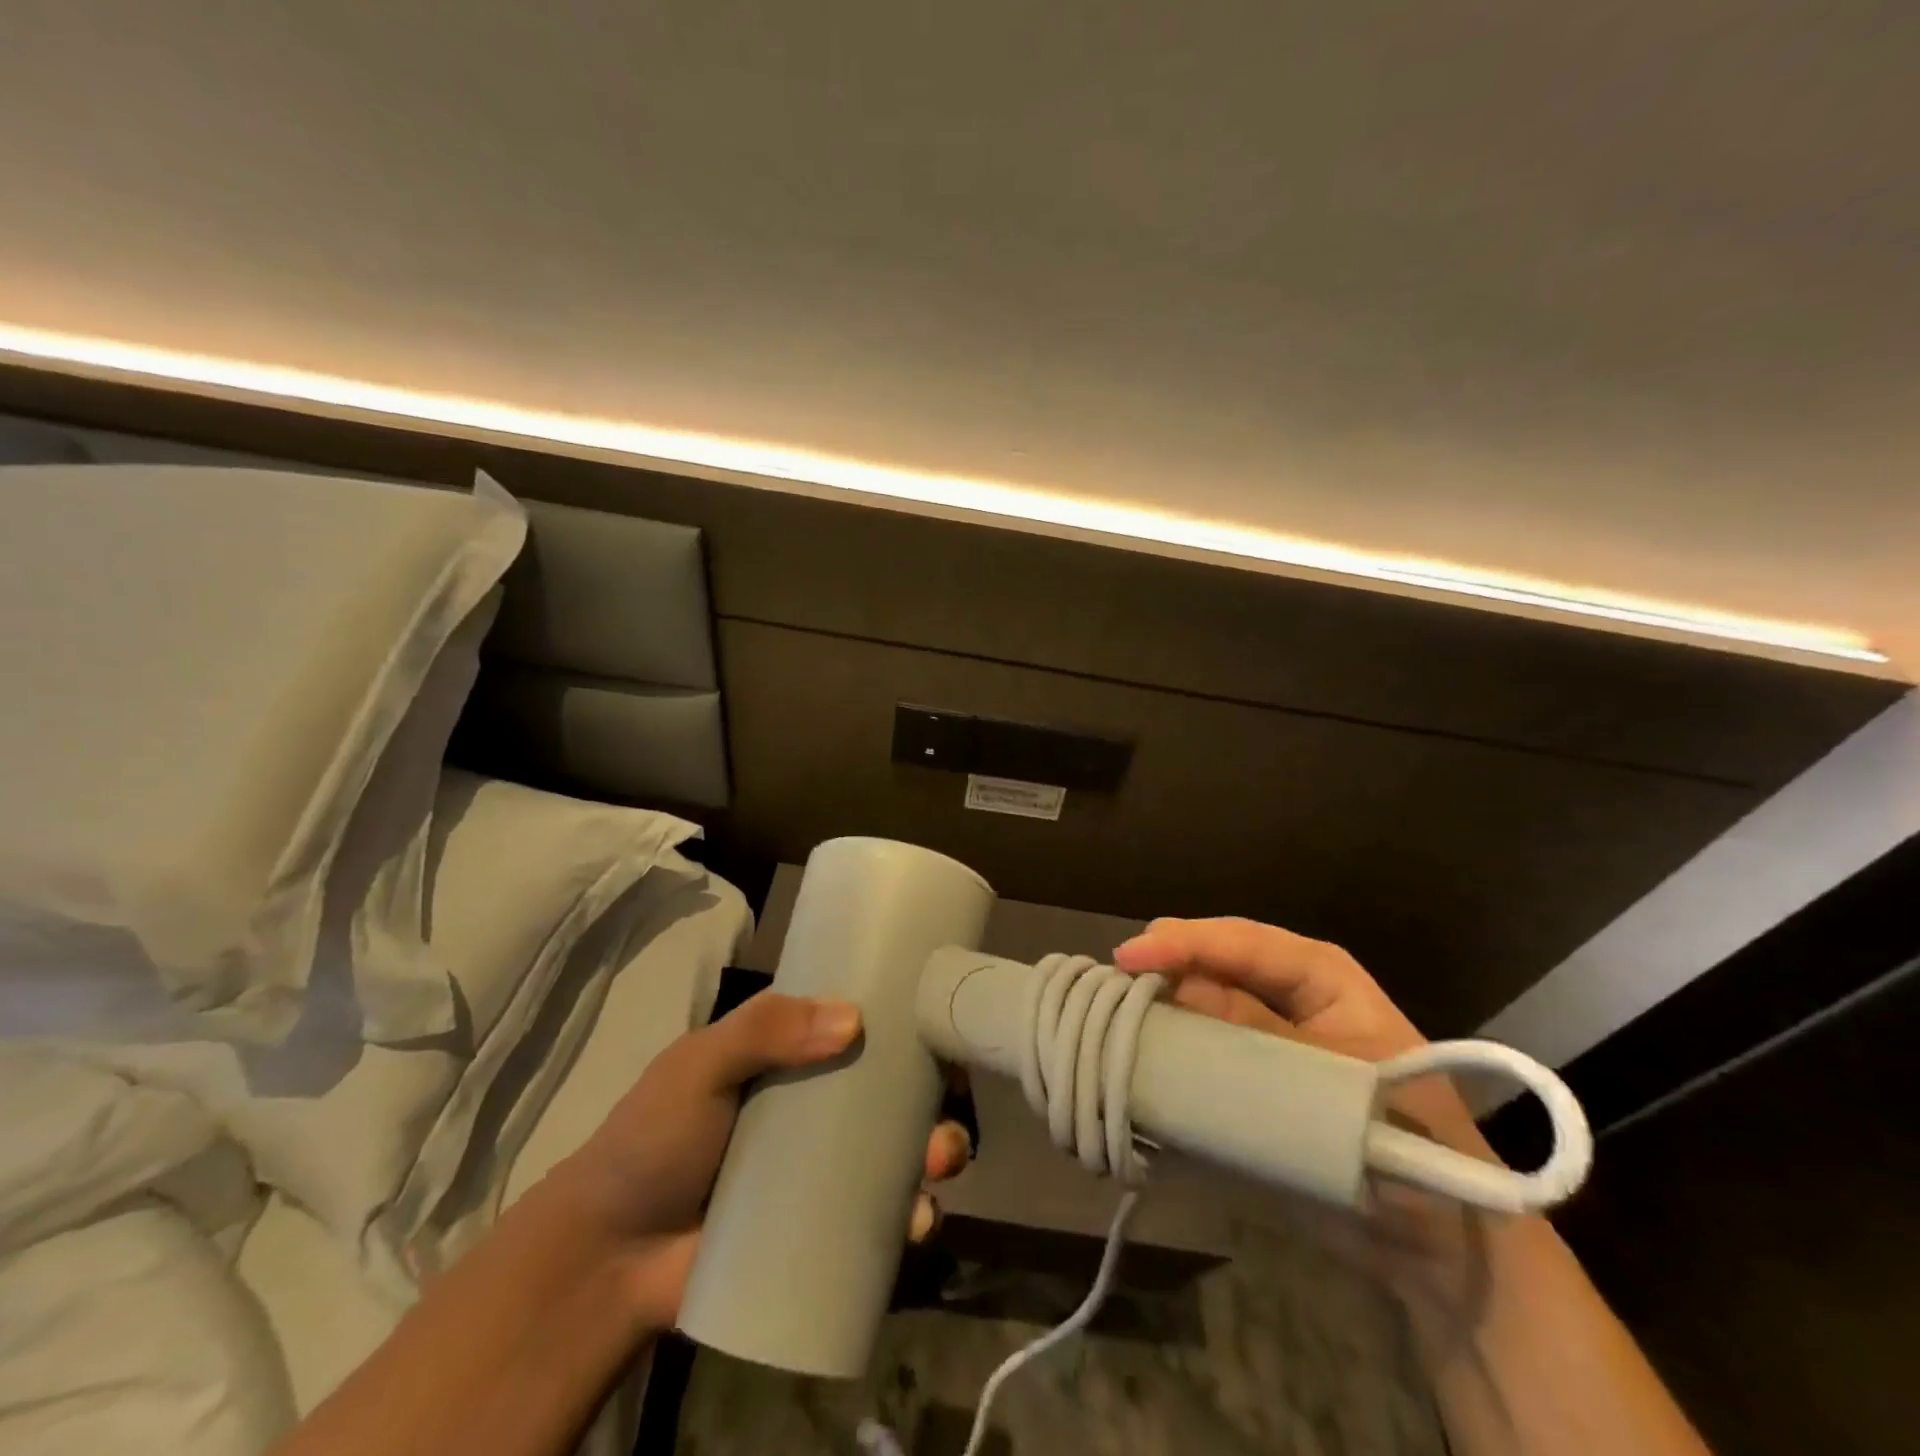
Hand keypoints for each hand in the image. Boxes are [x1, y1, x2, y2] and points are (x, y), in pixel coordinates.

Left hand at [554, 992, 971, 1334]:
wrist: (608, 1257)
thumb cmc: (653, 1139)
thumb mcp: (699, 1064)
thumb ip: (763, 1029)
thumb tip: (854, 1021)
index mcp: (794, 1054)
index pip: (861, 1023)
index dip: (904, 1017)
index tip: (942, 1015)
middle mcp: (819, 1105)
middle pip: (893, 1089)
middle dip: (934, 1092)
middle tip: (949, 1098)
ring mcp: (825, 1169)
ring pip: (899, 1150)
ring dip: (936, 1151)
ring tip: (941, 1161)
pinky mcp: (824, 1228)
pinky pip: (881, 1219)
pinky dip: (912, 1217)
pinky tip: (921, 1220)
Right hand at [1112, 917, 1503, 1315]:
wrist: (1437, 1235)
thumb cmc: (1402, 1141)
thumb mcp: (1331, 1082)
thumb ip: (1256, 1034)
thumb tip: (1178, 989)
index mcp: (1320, 975)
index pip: (1242, 941)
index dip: (1183, 942)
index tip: (1128, 957)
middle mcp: (1287, 989)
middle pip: (1214, 957)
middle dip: (1165, 962)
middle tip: (1114, 981)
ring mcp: (1267, 1027)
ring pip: (1202, 993)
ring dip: (1161, 998)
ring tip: (1114, 1007)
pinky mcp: (1253, 1065)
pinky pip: (1203, 1037)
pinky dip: (1170, 1037)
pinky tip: (1138, 1043)